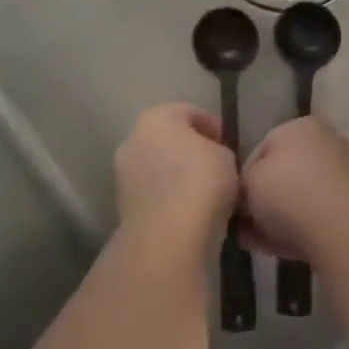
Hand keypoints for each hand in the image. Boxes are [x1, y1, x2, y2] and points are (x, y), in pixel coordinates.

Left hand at [115, 104, 239, 250]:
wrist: (169, 235)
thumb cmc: (201, 181)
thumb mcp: (225, 157)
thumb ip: (217, 150)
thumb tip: (211, 158)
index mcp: (156, 117)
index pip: (188, 113)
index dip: (211, 126)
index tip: (226, 143)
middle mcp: (133, 139)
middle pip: (167, 140)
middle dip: (188, 150)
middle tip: (213, 166)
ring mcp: (123, 174)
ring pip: (156, 168)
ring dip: (175, 177)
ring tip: (202, 193)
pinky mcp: (122, 207)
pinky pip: (152, 195)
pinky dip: (166, 199)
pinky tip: (187, 212)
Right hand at [240, 117, 348, 262]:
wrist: (342, 228)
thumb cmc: (287, 192)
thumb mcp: (247, 182)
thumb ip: (240, 185)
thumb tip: (242, 198)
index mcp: (298, 127)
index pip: (261, 150)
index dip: (242, 178)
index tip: (232, 204)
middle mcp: (323, 144)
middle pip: (282, 175)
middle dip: (260, 202)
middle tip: (242, 226)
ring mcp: (342, 176)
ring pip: (298, 199)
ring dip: (277, 219)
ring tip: (255, 242)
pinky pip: (315, 218)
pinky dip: (297, 231)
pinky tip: (277, 250)